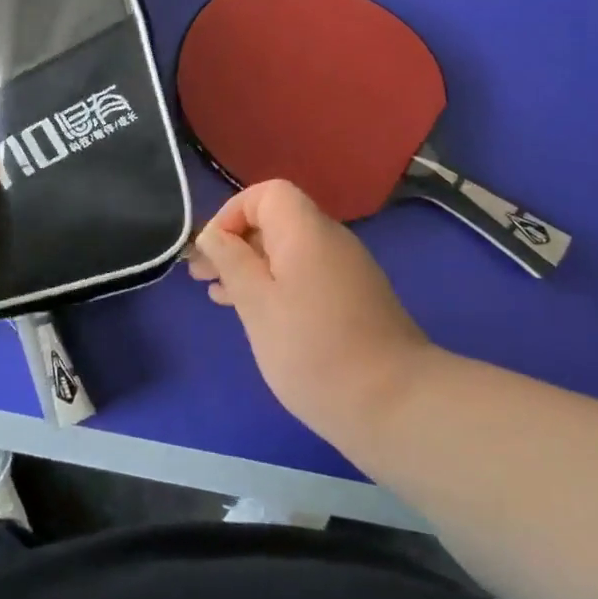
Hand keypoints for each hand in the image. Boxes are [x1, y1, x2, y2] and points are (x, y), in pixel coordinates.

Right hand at [190, 180, 434, 443]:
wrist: (396, 404)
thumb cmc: (313, 350)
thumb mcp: (257, 304)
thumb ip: (231, 262)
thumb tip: (212, 234)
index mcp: (306, 231)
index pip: (267, 194)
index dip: (232, 213)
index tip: (211, 251)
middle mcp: (330, 239)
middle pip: (277, 221)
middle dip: (236, 242)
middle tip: (202, 276)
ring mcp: (347, 270)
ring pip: (289, 251)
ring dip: (252, 266)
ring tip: (219, 296)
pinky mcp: (355, 299)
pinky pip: (306, 275)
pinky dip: (276, 285)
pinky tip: (257, 315)